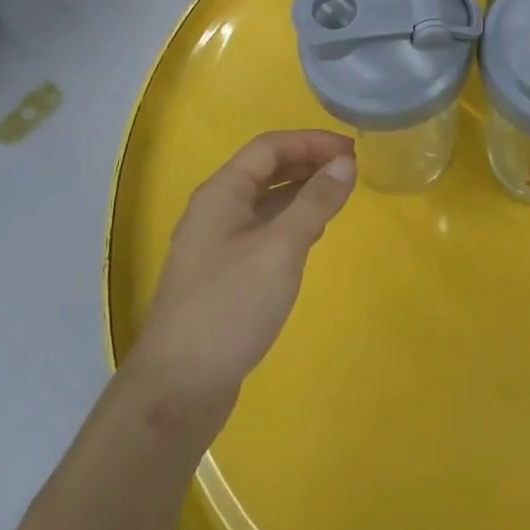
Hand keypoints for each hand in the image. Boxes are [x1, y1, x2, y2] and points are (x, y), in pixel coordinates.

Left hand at [123, 131, 356, 434]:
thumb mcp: (281, 248)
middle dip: (308, 163)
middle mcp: (215, 210)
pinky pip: (262, 231)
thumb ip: (315, 202)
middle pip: (265, 170)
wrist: (179, 388)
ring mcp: (216, 244)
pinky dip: (291, 223)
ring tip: (338, 197)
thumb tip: (346, 164)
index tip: (351, 150)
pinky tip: (312, 236)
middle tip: (350, 171)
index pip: (269, 147)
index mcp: (221, 193)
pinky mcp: (223, 275)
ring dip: (301, 193)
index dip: (311, 141)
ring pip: (265, 202)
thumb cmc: (230, 305)